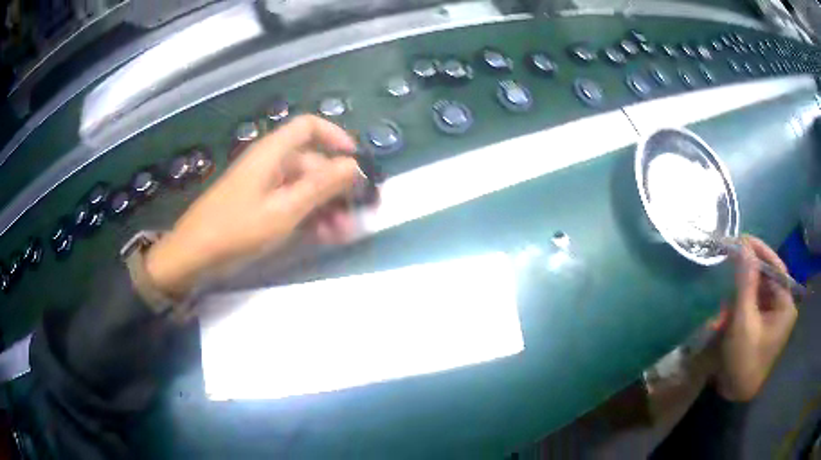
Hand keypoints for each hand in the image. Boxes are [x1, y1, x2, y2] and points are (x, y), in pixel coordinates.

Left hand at [144, 115, 362, 298]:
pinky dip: (308, 215)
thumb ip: (320, 186)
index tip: (356, 161)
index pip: (309, 127)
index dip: (335, 137)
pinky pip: (290, 203)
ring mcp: (263, 186)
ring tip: (342, 233)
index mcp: (272, 153)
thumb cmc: (237, 229)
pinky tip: (323, 235)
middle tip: (356, 214)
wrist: (193, 256)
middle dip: (336, 186)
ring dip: (326, 206)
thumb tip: (354, 165)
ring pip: (303, 187)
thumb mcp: (284, 210)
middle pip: (311, 162)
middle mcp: (270, 163)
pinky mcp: (258, 206)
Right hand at [714, 235, 797, 400]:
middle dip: (749, 271)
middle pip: (768, 278)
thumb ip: (746, 281)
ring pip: (760, 290)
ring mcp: (773, 318)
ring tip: (728, 284)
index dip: (761, 251)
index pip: (777, 269)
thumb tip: (743, 244)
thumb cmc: (744, 361)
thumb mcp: (744, 321)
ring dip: (743, 288)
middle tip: (732, 257)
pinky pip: (754, 304)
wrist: (734, 396)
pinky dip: (742, 302)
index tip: (743, 239)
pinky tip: (729, 307)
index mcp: (786, 306)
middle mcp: (783, 308)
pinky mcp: (763, 325)